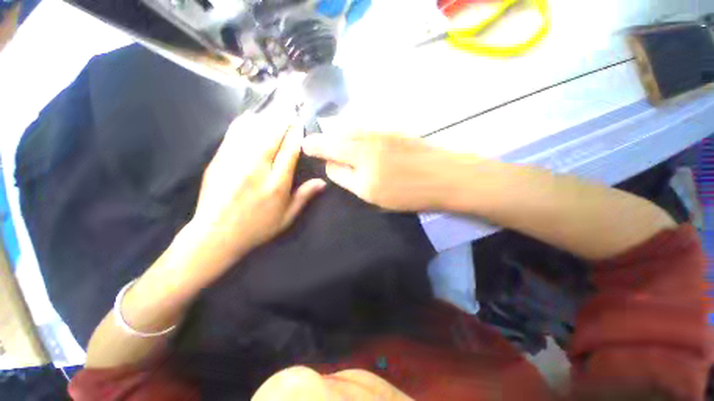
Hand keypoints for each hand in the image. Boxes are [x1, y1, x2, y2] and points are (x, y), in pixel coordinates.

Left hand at [188, 112, 325, 274]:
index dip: (296, 134)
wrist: (216, 235)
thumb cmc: (257, 227)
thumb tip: (322, 182)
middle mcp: (257, 169)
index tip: (300, 122)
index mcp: (277, 184)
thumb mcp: (286, 217)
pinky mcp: (219, 160)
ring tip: (275, 109)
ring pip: (253, 131)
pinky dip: (244, 123)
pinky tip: (251, 117)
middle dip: (283, 120)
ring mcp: (235, 162)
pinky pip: (233, 135)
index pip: (289, 151)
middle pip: (272, 136)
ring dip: (266, 118)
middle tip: (291, 108)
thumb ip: (304, 197)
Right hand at [302, 133, 471, 210]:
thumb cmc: (407, 192)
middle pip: (336, 134)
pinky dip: (352, 129)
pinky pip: (363, 126)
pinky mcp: (391, 129)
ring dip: (336, 131)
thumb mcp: (371, 193)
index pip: (328, 151)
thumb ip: (347, 177)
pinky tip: (352, 134)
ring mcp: (380, 131)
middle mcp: (365, 139)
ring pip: (349, 127)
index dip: (315, 149)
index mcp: (358, 158)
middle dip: (321, 138)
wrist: (444, 176)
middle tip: (313, 142)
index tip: (305, 147)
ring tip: (329, 136)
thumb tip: (331, 164)